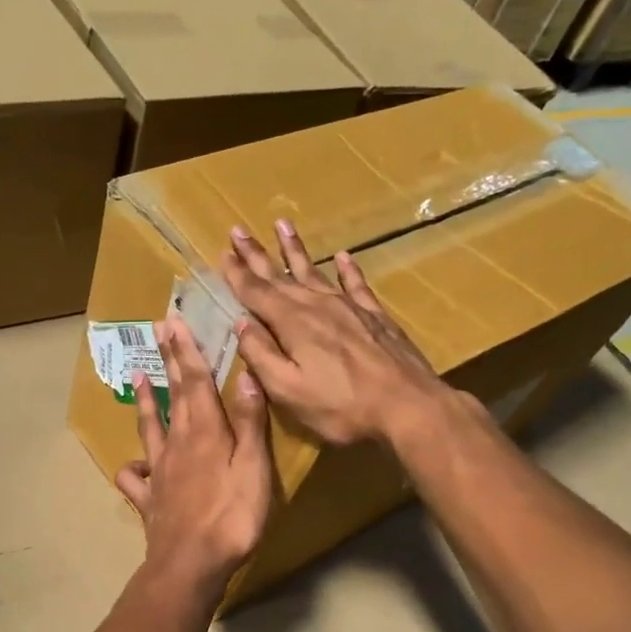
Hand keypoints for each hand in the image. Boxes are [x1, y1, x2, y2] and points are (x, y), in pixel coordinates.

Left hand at [114, 314, 271, 591]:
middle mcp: (177, 443)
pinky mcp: (149, 499)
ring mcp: (159, 471)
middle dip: (168, 362)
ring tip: (135, 377)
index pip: (195, 382)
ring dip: (144, 400)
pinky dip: (132, 468)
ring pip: (149, 427)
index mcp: (205, 432)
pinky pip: (135, 478)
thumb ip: (250, 423)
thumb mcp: (254, 467)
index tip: (175, 323)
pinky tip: (134, 466)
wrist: (191, 563)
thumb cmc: (232, 515)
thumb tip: (246, 376)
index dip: (187, 351)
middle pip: (173, 395)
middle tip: (158, 332)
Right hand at [222, 220, 447, 446]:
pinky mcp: (375, 316)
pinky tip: (343, 256)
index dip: (237, 274)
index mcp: (292, 323)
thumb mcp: (288, 390)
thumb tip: (240, 323)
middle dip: (256, 254)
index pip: (256, 292)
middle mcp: (318, 305)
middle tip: (238, 231)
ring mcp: (349, 307)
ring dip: (295, 250)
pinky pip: (356, 284)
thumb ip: (261, 355)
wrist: (408, 406)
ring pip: (316, 270)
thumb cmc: (341, 407)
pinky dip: (347, 269)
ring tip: (282, 225)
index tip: (222, 253)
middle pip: (281, 275)